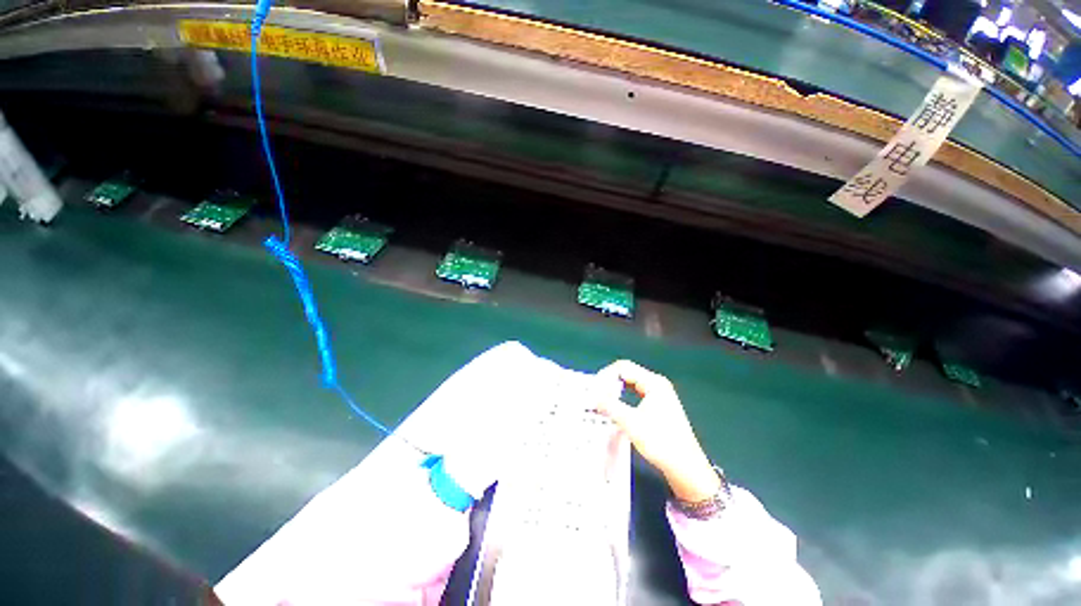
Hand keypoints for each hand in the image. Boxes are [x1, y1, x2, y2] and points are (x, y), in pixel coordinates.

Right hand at [596, 360, 720, 502]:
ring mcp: (660, 395)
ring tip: (602, 400)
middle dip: (610, 381)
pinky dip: (623, 397)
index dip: (606, 375)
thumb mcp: (631, 423)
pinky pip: (636, 393)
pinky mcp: (659, 406)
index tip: (594, 389)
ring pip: (631, 384)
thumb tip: (593, 395)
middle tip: (595, 394)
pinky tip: (616, 407)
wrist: (686, 468)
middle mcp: (657, 384)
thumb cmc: (660, 442)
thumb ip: (610, 406)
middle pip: (627, 373)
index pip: (623, 367)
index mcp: (653, 382)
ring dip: (615, 389)